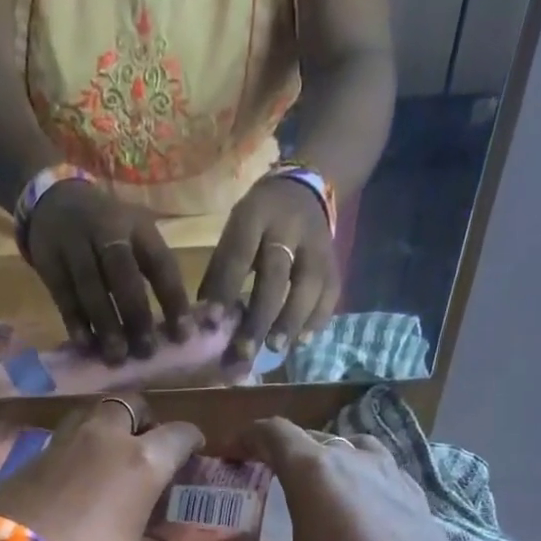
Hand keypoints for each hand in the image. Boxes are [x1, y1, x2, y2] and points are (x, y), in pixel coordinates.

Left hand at [0, 394, 203, 540]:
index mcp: (142, 462)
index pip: (178, 434)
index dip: (191, 440)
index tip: (195, 449)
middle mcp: (104, 440)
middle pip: (130, 404)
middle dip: (144, 418)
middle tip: (147, 443)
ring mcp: (62, 444)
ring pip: (91, 415)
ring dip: (106, 428)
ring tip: (108, 456)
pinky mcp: (29, 459)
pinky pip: (62, 441)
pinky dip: (75, 451)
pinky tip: (73, 478)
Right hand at [24, 181, 192, 364]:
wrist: (53, 200)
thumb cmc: (107, 231)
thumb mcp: (135, 236)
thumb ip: (153, 274)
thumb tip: (174, 330)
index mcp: (138, 226)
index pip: (160, 263)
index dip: (173, 299)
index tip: (182, 335)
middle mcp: (106, 230)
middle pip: (122, 273)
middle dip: (136, 314)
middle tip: (145, 351)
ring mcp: (75, 244)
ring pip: (91, 287)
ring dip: (106, 324)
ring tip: (116, 356)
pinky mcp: (50, 260)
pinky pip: (64, 296)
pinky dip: (76, 322)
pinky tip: (86, 344)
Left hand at [197, 176, 338, 364]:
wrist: (306, 188)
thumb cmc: (258, 221)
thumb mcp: (235, 231)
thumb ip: (222, 271)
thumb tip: (207, 321)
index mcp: (256, 215)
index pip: (240, 254)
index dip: (226, 288)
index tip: (212, 321)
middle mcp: (290, 227)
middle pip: (276, 275)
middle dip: (260, 317)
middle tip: (245, 351)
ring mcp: (317, 244)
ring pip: (308, 285)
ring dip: (291, 321)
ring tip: (276, 349)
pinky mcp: (334, 261)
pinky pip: (330, 293)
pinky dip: (317, 319)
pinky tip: (302, 341)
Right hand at [213, 417, 459, 540]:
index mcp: (314, 472)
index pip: (273, 433)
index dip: (246, 438)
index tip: (230, 454)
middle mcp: (353, 459)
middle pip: (310, 440)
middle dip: (281, 453)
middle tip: (264, 479)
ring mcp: (390, 474)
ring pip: (349, 449)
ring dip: (324, 460)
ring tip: (314, 487)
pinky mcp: (416, 496)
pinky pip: (378, 471)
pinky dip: (357, 478)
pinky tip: (357, 504)